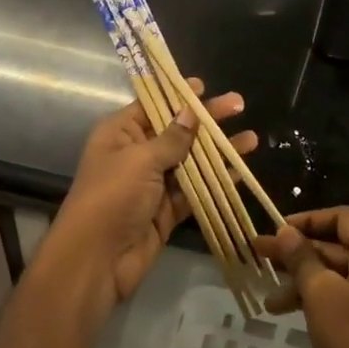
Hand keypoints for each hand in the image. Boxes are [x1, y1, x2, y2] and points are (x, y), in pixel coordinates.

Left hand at [37, 81, 255, 319]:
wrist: (96, 260)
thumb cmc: (112, 197)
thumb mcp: (141, 160)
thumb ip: (172, 138)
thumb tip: (190, 112)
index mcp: (120, 133)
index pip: (152, 106)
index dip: (178, 96)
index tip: (204, 87)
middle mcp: (136, 154)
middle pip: (176, 131)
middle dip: (206, 120)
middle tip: (239, 105)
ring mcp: (152, 184)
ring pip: (190, 161)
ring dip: (218, 151)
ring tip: (251, 139)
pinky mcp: (165, 211)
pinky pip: (194, 191)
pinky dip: (215, 182)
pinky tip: (239, 172)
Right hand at [256, 207, 348, 347]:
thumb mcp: (321, 296)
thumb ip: (302, 259)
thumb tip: (286, 232)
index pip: (343, 218)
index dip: (306, 221)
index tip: (275, 231)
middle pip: (342, 247)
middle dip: (300, 254)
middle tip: (260, 258)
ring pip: (344, 275)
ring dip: (307, 282)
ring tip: (269, 298)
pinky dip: (325, 300)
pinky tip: (293, 313)